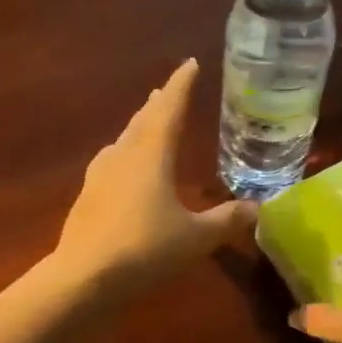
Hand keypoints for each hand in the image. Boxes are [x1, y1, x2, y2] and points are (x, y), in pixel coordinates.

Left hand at [53, 60, 255, 294]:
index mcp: (151, 155)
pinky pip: (111, 163)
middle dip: (158, 104)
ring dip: (139, 128)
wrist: (84, 278)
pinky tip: (124, 168)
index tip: (190, 64)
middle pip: (142, 121)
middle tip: (168, 91)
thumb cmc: (146, 249)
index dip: (181, 86)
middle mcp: (123, 157)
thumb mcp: (196, 237)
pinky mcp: (87, 198)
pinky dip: (125, 155)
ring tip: (148, 123)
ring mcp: (100, 176)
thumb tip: (257, 208)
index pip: (169, 110)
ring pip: (123, 141)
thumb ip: (227, 220)